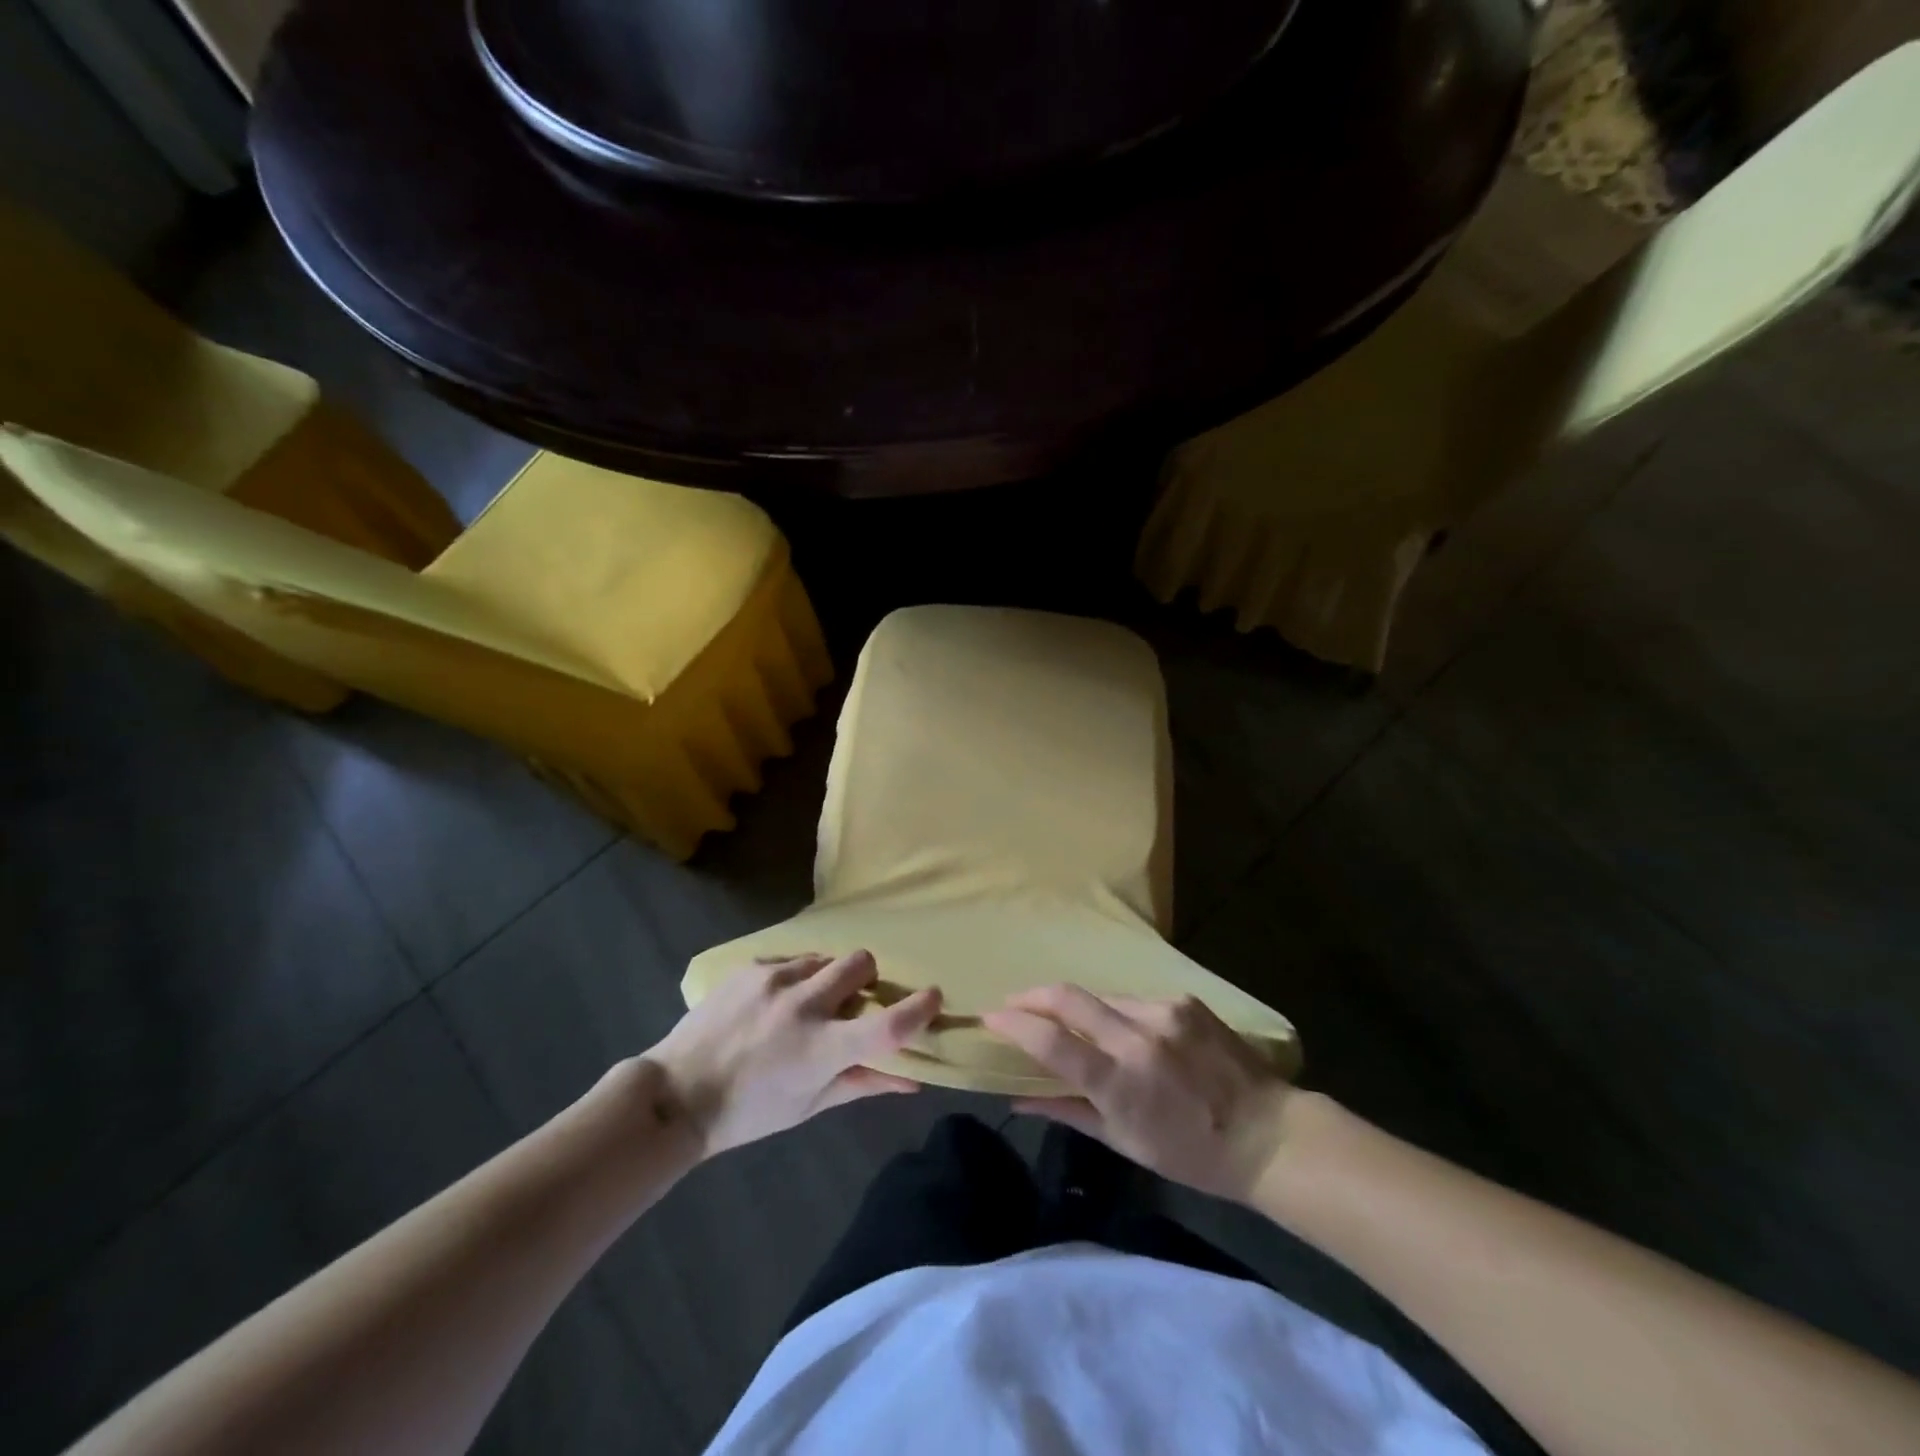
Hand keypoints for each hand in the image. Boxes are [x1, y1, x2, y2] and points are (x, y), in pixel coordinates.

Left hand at [646, 951, 940, 1158]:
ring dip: (828, 976)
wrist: (677, 1093)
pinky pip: (790, 960)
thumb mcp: (809, 1105)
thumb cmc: (749, 1111)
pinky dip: (795, 976)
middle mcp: (802, 1006)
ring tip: (807, 1002)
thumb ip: (863, 1083)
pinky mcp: (750, 968)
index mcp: (821, 1049)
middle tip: (853, 999)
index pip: (886, 1025)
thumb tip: (913, 1079)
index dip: (918, 1008)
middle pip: (860, 963)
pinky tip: (774, 1002)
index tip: (933, 996)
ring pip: (825, 957)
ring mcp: (773, 981)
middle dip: (867, 977)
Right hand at [983, 984, 1293, 1204]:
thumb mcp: (1124, 1142)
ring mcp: (1164, 1011)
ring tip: (1074, 1026)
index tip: (991, 1018)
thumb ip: (1068, 1110)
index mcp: (1120, 1080)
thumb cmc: (1191, 1154)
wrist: (1267, 1134)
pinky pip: (1136, 1001)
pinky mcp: (1184, 1000)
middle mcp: (1138, 1036)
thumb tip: (1018, 1096)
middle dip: (1032, 996)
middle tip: (1013, 1004)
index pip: (1051, 1041)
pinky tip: (1129, 1034)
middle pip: (1068, 996)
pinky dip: (1120, 1014)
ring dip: (1080, 1009)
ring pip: (1102, 997)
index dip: (1014, 1025)